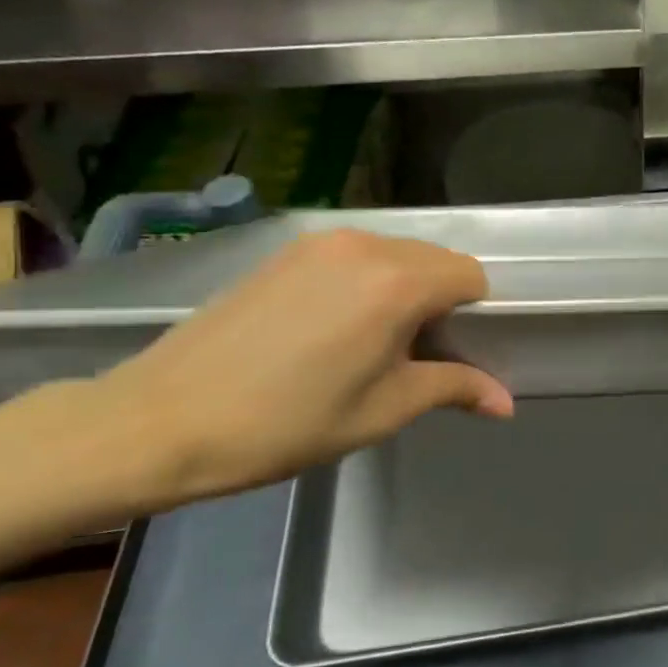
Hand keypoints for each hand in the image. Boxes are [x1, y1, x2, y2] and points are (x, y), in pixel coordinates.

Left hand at [94, 231, 511, 508]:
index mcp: (398, 282)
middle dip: (442, 301)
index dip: (474, 316)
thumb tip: (507, 403)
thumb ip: (454, 389)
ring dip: (404, 289)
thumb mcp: (382, 410)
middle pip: (436, 261)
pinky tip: (332, 327)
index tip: (450, 354)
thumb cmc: (286, 423)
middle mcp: (366, 246)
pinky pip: (355, 255)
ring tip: (370, 342)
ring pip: (396, 254)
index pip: (472, 277)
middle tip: (413, 354)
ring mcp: (321, 243)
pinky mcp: (286, 251)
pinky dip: (367, 281)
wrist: (160, 420)